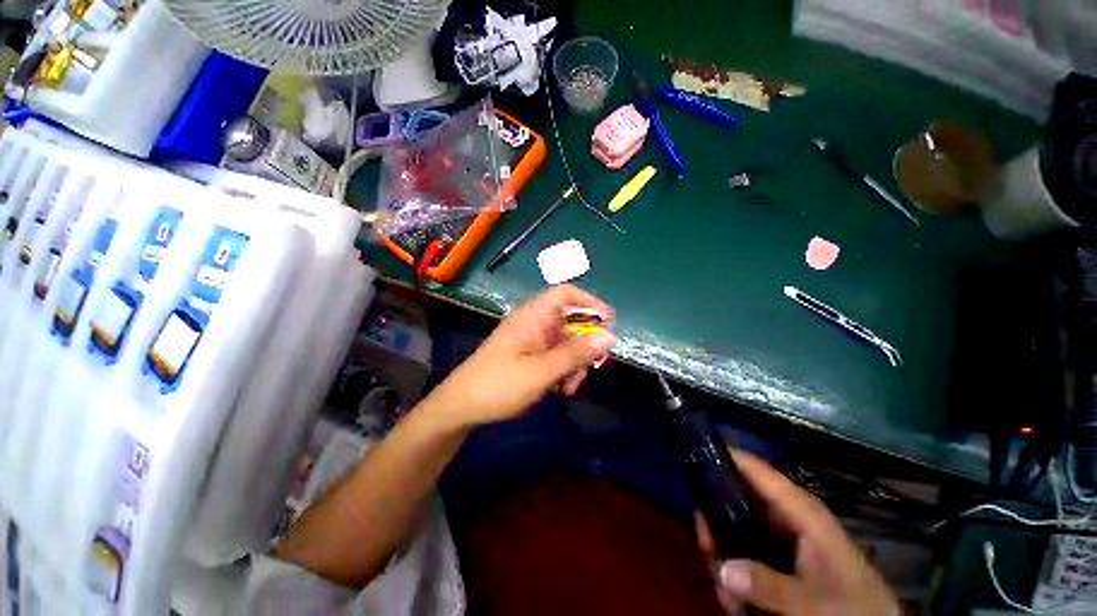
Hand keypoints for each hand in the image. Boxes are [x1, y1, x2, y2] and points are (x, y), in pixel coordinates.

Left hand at [424, 285, 615, 428]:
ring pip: (566, 342)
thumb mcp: (541, 371)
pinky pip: (555, 356)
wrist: (460, 408)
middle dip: (585, 344)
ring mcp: (531, 340)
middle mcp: (534, 323)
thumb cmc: (498, 385)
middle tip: (594, 366)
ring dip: (575, 362)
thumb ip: (576, 354)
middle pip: (570, 321)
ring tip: (571, 388)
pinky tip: (561, 390)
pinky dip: (564, 370)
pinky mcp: (529, 356)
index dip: (589, 301)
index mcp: (533, 316)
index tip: (608, 322)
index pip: (565, 293)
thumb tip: (610, 337)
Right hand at [697, 450, 898, 615]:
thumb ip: (769, 584)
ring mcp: (780, 537)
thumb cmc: (853, 608)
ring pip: (734, 528)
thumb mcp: (814, 602)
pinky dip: (734, 575)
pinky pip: (742, 552)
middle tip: (706, 550)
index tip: (693, 453)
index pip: (756, 470)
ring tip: (727, 597)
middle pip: (735, 499)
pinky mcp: (778, 556)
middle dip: (714, 524)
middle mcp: (785, 516)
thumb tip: (721, 567)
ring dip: (723, 558)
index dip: (726, 456)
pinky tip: (736, 605)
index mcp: (799, 511)